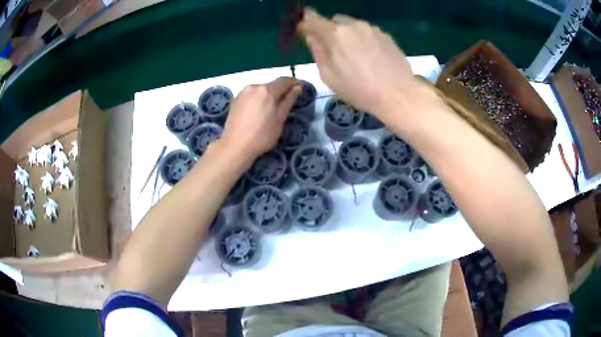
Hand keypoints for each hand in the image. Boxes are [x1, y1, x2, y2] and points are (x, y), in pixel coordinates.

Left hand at [221, 77, 300, 162]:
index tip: (298, 89)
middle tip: (283, 105)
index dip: (293, 83)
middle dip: (279, 91)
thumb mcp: (280, 119)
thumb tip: (297, 87)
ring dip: (267, 96)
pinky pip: (250, 96)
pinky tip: (256, 113)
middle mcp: (254, 86)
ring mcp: (242, 93)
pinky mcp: (235, 100)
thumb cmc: (262, 135)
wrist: (235, 146)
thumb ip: (289, 100)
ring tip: (268, 111)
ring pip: (260, 91)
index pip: (284, 80)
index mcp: (267, 90)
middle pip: (271, 85)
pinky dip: (256, 100)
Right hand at [299, 8, 434, 120]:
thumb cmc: (360, 90)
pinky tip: (370, 56)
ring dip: (347, 34)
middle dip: (329, 30)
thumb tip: (311, 37)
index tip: (305, 28)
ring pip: (352, 25)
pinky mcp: (386, 35)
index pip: (313, 18)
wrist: (399, 94)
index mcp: (336, 34)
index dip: (306, 21)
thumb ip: (317, 52)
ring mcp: (372, 28)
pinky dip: (363, 39)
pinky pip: (367, 32)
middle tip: (333, 48)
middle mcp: (353, 25)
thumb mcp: (329, 76)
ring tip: (354, 55)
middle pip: (335, 20)